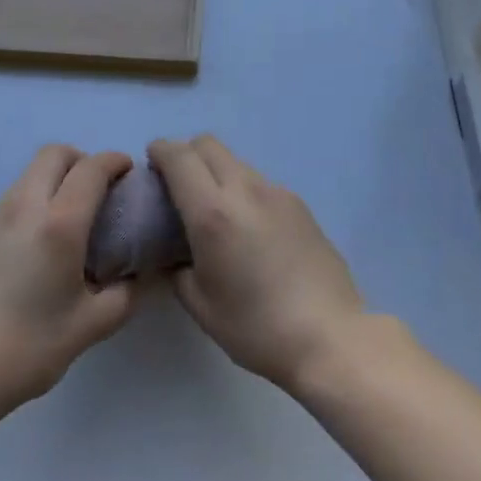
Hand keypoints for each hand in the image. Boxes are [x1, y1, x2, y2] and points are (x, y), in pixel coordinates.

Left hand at [0, 145, 136, 421]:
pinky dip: (31, 204)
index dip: (115, 161)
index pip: (92, 168)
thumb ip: (124, 295)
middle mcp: (24, 207)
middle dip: (82, 160)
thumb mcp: (90, 327)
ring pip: (29, 175)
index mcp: (59, 223)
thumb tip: (140, 276)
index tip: (129, 175)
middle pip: (54, 154)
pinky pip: (10, 200)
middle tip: (97, 193)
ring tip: (66, 223)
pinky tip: (34, 249)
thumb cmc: (27, 348)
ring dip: (54, 181)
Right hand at [148, 135, 366, 394]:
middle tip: (178, 187)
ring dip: (216, 172)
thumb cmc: (257, 327)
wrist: (329, 335)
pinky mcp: (299, 203)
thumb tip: (175, 255)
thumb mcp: (201, 306)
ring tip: (216, 212)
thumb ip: (178, 270)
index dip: (160, 151)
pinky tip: (249, 229)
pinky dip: (242, 190)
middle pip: (208, 145)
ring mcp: (276, 192)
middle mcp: (244, 190)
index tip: (151, 163)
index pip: (180, 157)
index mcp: (213, 213)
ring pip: (235, 161)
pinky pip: (259, 182)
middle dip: (186, 155)